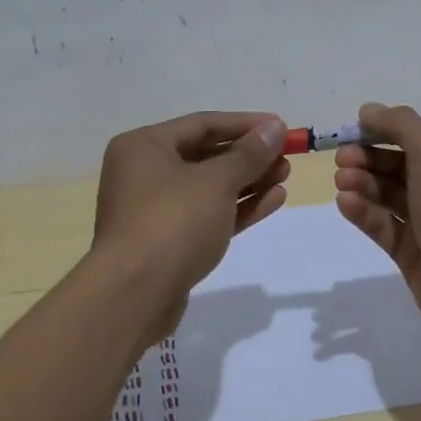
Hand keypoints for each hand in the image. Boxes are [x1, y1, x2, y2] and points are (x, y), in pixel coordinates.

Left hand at [92, 111, 290, 339]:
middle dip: (249, 156)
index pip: (202, 124)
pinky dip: (238, 207)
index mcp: (144, 147)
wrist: (134, 296)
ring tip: (285, 176)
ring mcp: (155, 210)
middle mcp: (144, 173)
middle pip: (206, 155)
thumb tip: (275, 127)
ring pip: (210, 188)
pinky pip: (208, 215)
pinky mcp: (168, 243)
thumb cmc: (173, 221)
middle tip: (286, 156)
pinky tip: (273, 200)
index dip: (245, 124)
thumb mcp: (216, 181)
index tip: (280, 127)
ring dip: (249, 181)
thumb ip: (249, 154)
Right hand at [332, 102, 420, 354]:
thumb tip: (369, 110)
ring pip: (391, 195)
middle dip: (370, 158)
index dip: (386, 129)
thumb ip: (400, 125)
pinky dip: (365, 213)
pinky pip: (386, 226)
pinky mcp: (416, 255)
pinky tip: (345, 204)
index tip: (354, 129)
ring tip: (340, 181)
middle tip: (341, 159)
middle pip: (402, 163)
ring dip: (364, 183)